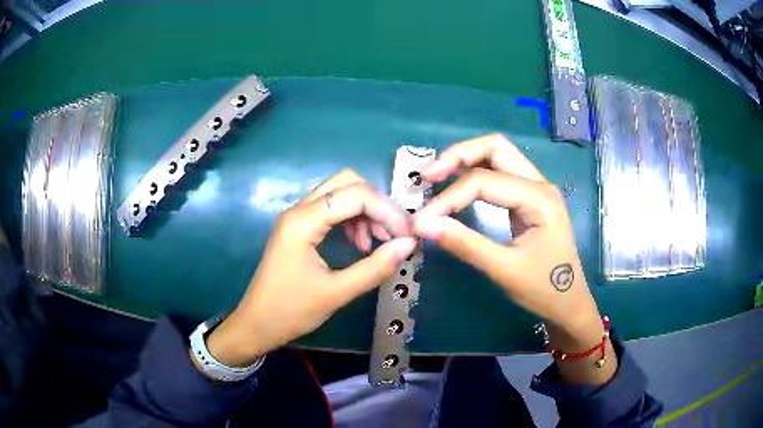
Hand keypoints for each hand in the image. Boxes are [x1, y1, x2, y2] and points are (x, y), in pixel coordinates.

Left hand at [205, 170, 416, 366]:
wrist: (257, 324)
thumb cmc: (291, 311)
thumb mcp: (336, 293)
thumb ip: (375, 268)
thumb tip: (409, 244)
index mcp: (303, 221)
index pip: (355, 195)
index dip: (387, 211)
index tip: (407, 235)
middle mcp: (299, 210)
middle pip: (346, 182)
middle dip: (376, 203)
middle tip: (394, 233)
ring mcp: (298, 217)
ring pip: (340, 194)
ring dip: (365, 211)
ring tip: (379, 242)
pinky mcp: (299, 228)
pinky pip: (332, 210)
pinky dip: (353, 220)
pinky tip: (361, 245)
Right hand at [413, 134, 614, 383]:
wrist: (568, 303)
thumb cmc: (543, 289)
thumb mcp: (504, 270)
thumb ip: (465, 244)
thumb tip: (422, 225)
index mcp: (539, 198)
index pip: (484, 181)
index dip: (448, 198)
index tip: (421, 220)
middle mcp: (539, 183)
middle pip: (495, 147)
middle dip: (458, 155)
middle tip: (428, 176)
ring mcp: (536, 188)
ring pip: (497, 154)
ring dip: (466, 159)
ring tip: (436, 176)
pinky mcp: (529, 198)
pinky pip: (500, 172)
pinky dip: (475, 172)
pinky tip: (457, 185)